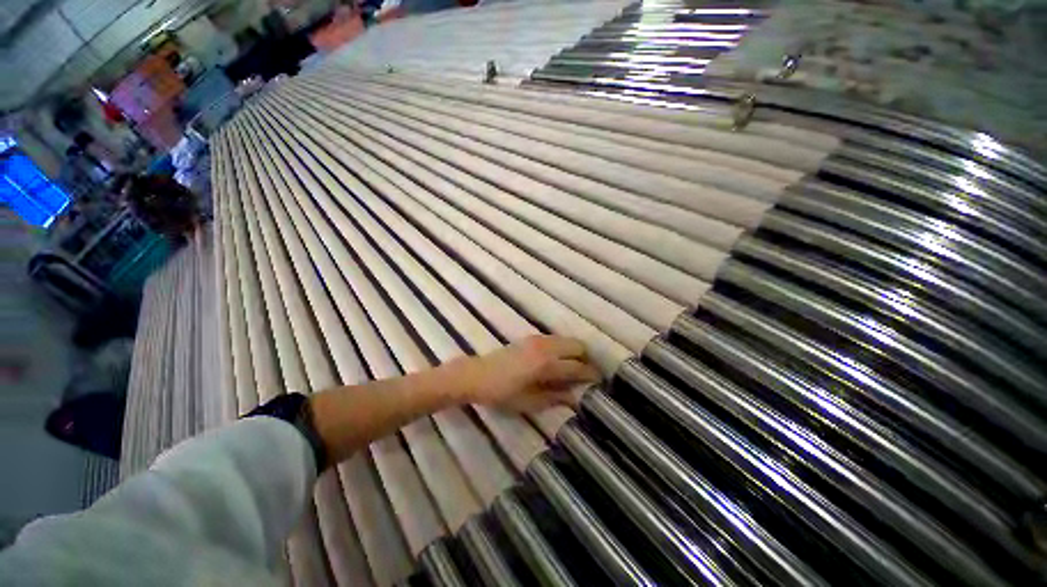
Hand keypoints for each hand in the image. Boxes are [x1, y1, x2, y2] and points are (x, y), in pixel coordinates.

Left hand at [458, 335, 601, 410]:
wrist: (477, 374)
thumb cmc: (502, 393)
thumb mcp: (529, 402)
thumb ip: (555, 397)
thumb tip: (576, 396)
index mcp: (546, 365)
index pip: (577, 367)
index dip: (591, 374)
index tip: (599, 380)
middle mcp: (546, 347)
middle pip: (577, 346)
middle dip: (586, 359)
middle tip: (586, 375)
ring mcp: (538, 339)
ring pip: (567, 340)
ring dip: (574, 352)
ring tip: (573, 368)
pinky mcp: (532, 337)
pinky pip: (556, 339)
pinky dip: (563, 348)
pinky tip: (558, 361)